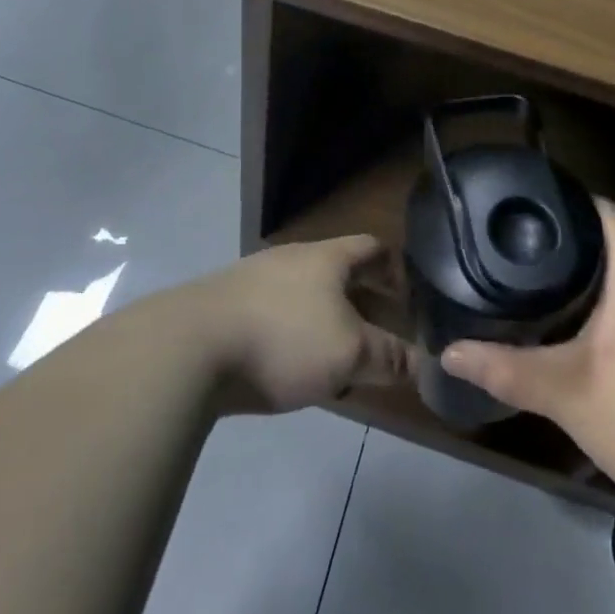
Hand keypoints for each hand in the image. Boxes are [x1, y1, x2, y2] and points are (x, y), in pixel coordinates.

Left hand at [197, 234, 410, 414]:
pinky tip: (289, 366)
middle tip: (379, 334)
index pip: (373, 247)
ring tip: (337, 356)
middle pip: (338, 271)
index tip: (408, 301)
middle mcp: (292, 258)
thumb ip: (389, 358)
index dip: (396, 270)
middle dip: (362, 300)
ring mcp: (254, 278)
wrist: (189, 347)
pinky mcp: (225, 305)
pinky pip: (274, 313)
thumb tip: (424, 364)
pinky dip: (292, 333)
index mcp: (327, 257)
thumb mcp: (349, 354)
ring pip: (305, 294)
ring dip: (326, 320)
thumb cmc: (284, 340)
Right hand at [439, 200, 614, 507]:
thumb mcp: (567, 395)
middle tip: (508, 251)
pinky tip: (572, 329)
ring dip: (581, 277)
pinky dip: (602, 305)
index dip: (559, 202)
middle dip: (559, 244)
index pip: (599, 210)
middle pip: (606, 241)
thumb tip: (448, 353)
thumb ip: (506, 369)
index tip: (516, 210)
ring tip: (529, 282)